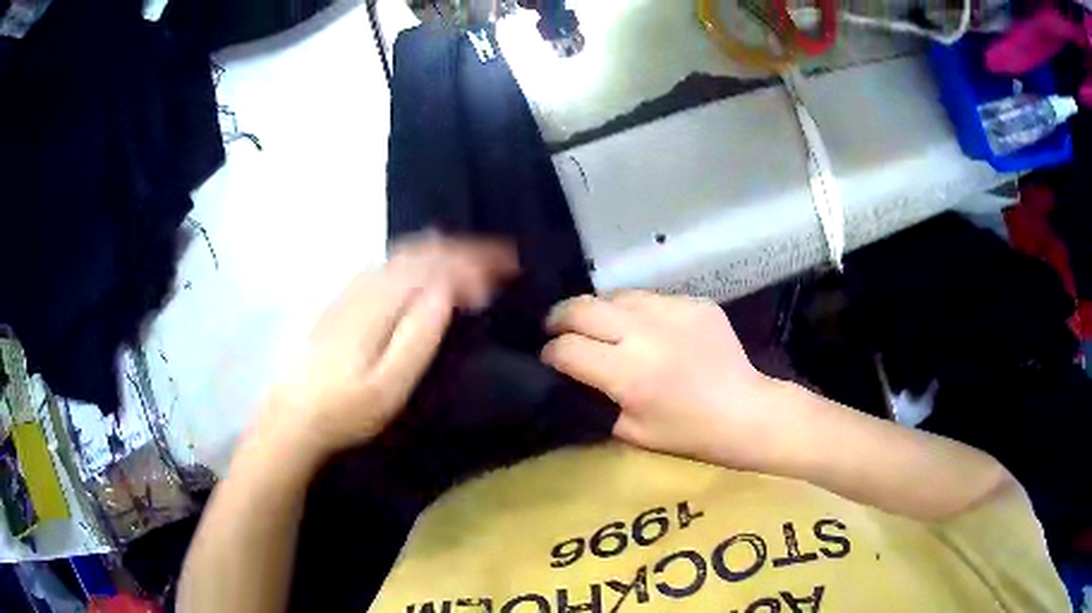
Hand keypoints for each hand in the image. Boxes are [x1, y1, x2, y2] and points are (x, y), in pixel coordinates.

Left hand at [253, 234, 517, 462]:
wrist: (293, 416)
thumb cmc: (345, 411)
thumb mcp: (388, 387)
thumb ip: (417, 337)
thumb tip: (446, 292)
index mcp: (378, 306)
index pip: (433, 267)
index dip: (472, 263)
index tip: (506, 272)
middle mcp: (365, 286)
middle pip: (420, 252)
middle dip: (465, 249)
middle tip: (503, 257)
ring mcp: (351, 289)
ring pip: (404, 253)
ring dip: (444, 249)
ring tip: (475, 257)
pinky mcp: (344, 298)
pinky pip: (389, 262)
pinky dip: (420, 256)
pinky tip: (428, 266)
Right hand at [542, 291, 788, 469]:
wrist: (744, 411)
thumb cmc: (687, 433)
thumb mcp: (630, 432)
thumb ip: (595, 401)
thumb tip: (571, 378)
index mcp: (628, 374)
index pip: (567, 348)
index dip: (551, 353)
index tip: (551, 358)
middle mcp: (646, 334)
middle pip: (581, 307)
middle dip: (560, 317)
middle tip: (558, 327)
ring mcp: (672, 310)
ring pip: (615, 295)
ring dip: (600, 310)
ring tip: (604, 326)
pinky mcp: (694, 301)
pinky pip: (651, 298)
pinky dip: (638, 312)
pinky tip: (648, 330)